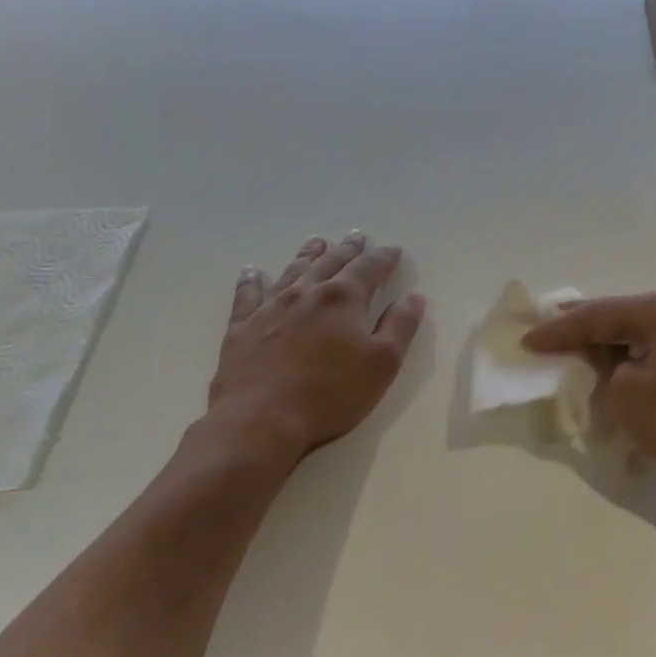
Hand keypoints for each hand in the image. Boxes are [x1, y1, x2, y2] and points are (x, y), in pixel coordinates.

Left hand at [200, 232, 425, 475]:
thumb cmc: (332, 393)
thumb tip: (413, 297)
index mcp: (344, 299)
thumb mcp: (383, 363)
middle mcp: (307, 293)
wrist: (261, 420)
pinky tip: (252, 272)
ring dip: (308, 255)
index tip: (393, 249)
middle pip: (331, 263)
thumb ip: (400, 326)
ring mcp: (270, 308)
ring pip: (293, 272)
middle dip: (348, 250)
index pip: (369, 268)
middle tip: (357, 237)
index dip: (383, 258)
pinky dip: (252, 281)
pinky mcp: (242, 328)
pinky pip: (248, 295)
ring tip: (317, 242)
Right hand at [525, 291, 655, 497]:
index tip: (528, 340)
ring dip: (616, 342)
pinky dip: (642, 353)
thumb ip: (604, 367)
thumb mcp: (627, 395)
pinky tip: (625, 363)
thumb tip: (609, 358)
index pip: (599, 315)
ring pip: (647, 330)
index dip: (560, 330)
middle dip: (588, 328)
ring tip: (583, 347)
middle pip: (625, 315)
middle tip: (552, 332)